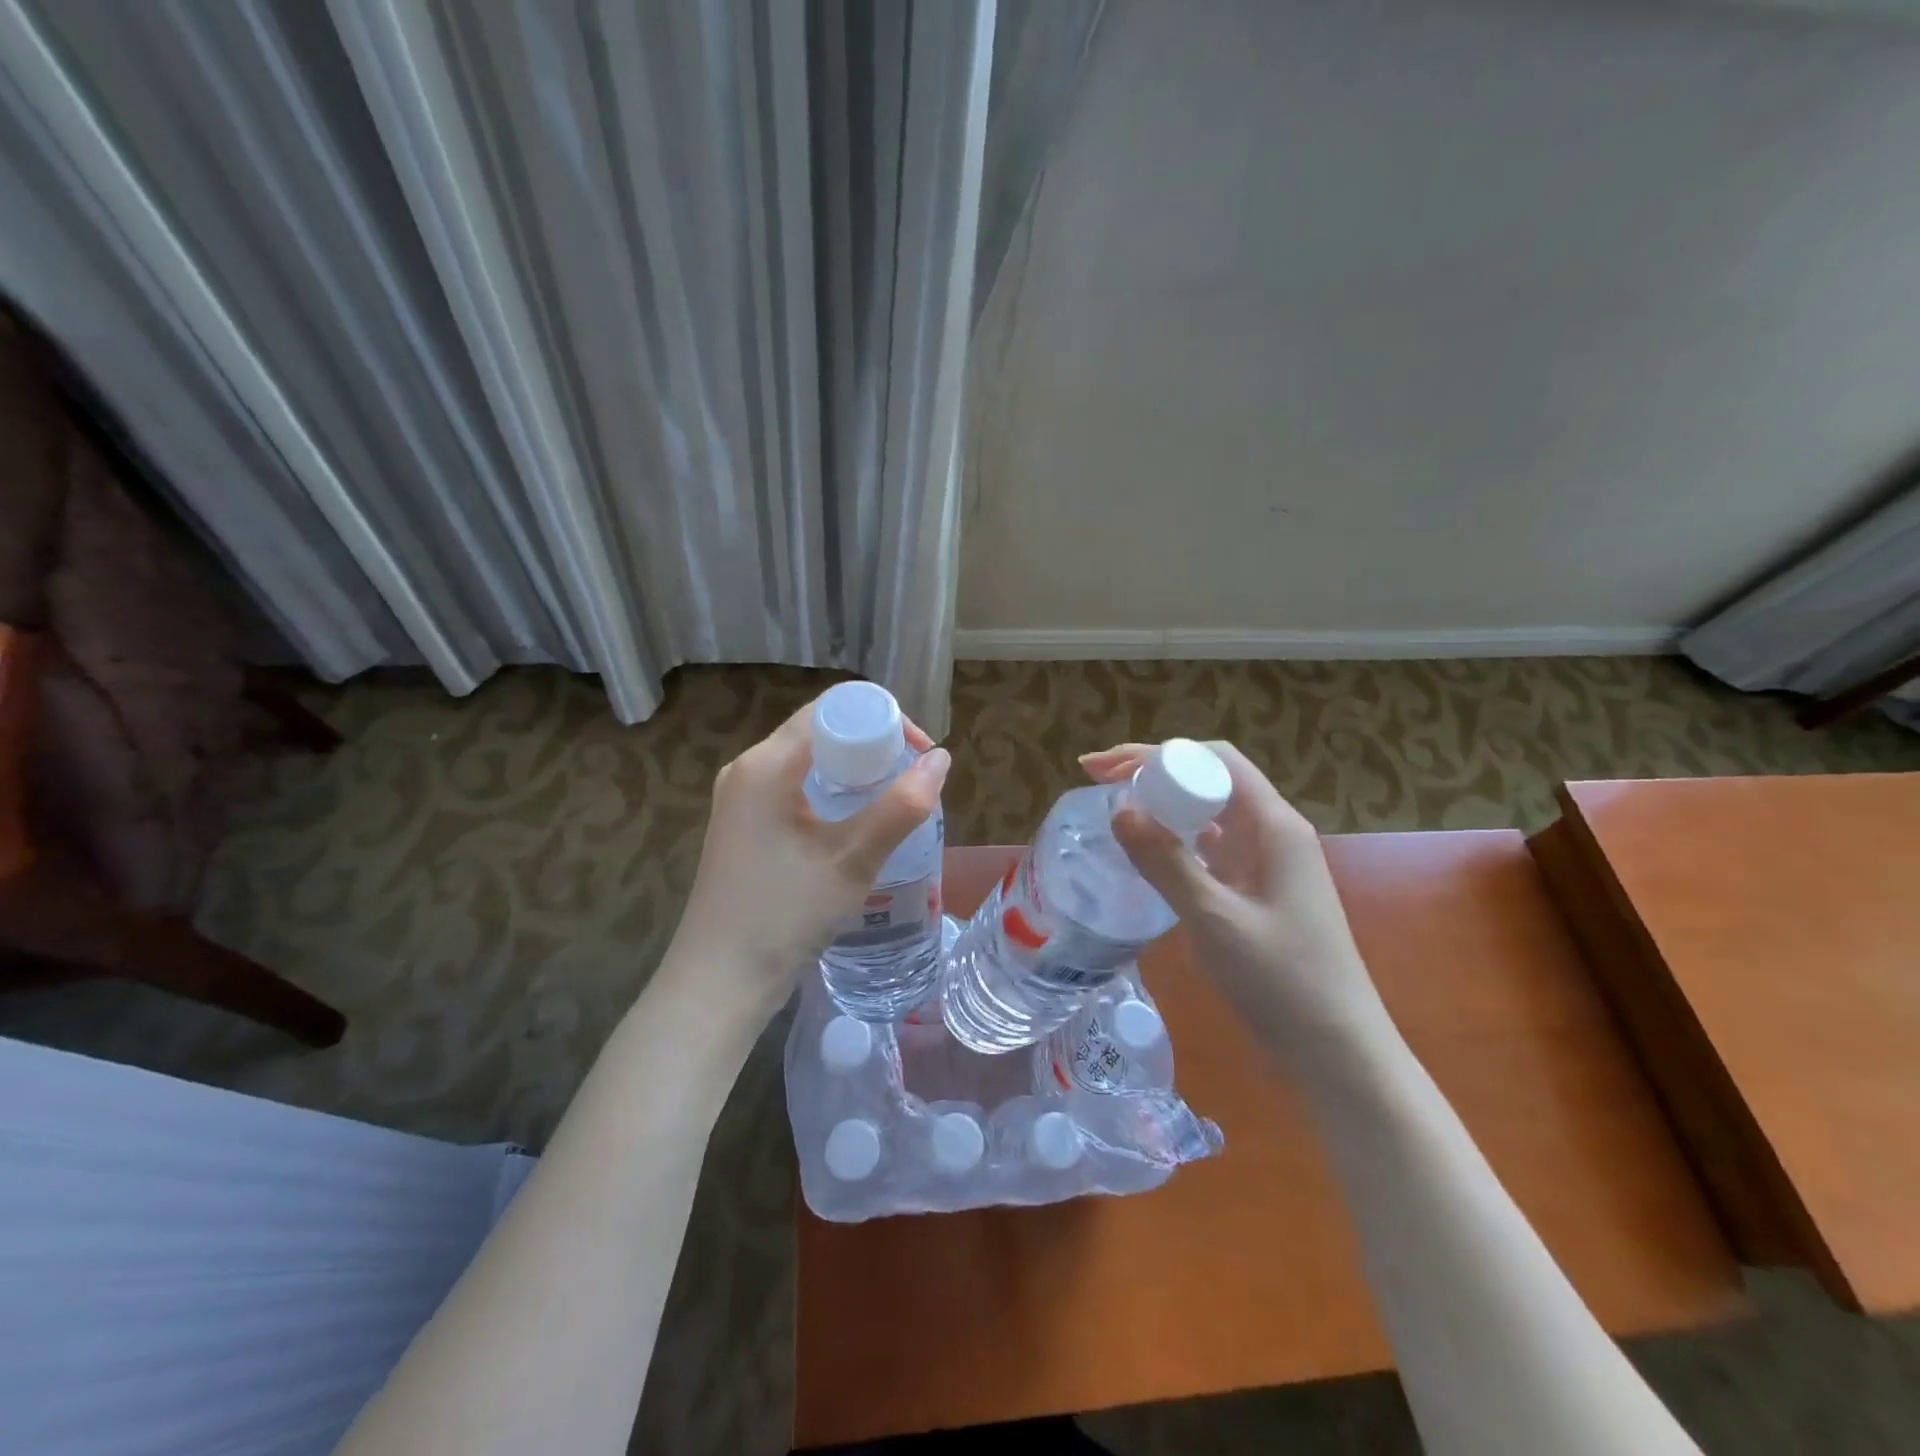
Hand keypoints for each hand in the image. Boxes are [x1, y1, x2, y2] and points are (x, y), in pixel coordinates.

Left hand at [663, 692, 950, 1026]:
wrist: (718, 984)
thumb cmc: (784, 916)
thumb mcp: (851, 860)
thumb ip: (901, 807)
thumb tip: (941, 760)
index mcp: (765, 764)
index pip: (831, 709)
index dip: (883, 719)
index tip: (919, 754)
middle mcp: (747, 770)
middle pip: (819, 731)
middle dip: (872, 746)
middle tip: (912, 781)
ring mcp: (741, 800)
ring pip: (809, 762)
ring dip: (854, 772)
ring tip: (892, 802)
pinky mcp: (744, 827)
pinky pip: (794, 789)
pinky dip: (831, 794)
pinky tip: (855, 826)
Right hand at [1081, 742, 1389, 1064]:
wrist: (1337, 1052)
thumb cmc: (1284, 981)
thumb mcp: (1216, 919)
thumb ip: (1166, 862)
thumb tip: (1118, 809)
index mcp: (1275, 826)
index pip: (1215, 760)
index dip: (1157, 754)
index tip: (1105, 768)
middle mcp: (1272, 833)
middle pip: (1210, 779)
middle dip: (1153, 772)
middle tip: (1096, 781)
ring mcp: (1266, 863)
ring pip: (1209, 813)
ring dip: (1162, 803)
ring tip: (1114, 807)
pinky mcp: (1257, 891)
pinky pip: (1211, 847)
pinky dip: (1175, 839)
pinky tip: (1147, 852)